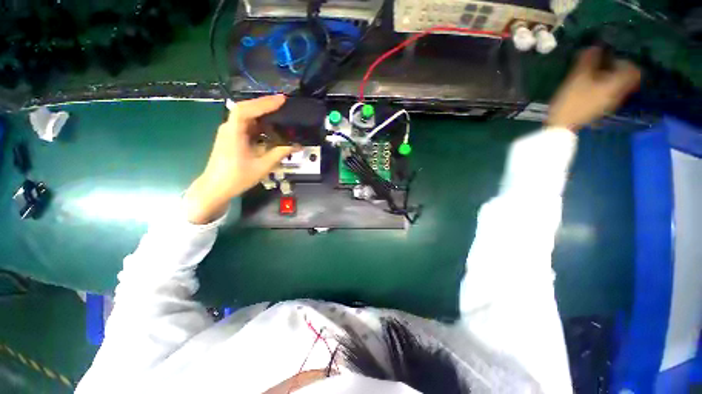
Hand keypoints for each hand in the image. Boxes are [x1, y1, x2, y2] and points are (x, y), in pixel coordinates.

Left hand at [185, 95, 294, 223]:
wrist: (215, 188)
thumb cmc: (237, 178)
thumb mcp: (262, 166)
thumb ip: (279, 153)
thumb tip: (297, 146)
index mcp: (233, 133)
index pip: (246, 109)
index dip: (263, 103)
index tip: (281, 100)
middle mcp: (229, 128)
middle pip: (246, 109)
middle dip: (265, 104)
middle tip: (283, 103)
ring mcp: (229, 132)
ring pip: (246, 116)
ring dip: (262, 113)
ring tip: (279, 112)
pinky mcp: (231, 138)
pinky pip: (246, 125)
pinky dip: (258, 123)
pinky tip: (269, 126)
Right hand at [548, 47, 641, 130]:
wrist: (562, 125)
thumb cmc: (571, 101)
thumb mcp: (577, 78)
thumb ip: (588, 60)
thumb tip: (594, 46)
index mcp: (616, 85)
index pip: (633, 70)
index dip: (624, 61)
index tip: (611, 57)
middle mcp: (618, 94)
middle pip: (626, 79)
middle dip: (616, 69)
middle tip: (602, 64)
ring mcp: (609, 103)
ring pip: (617, 86)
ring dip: (609, 78)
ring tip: (593, 76)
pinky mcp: (600, 109)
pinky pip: (608, 94)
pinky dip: (603, 88)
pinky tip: (589, 88)